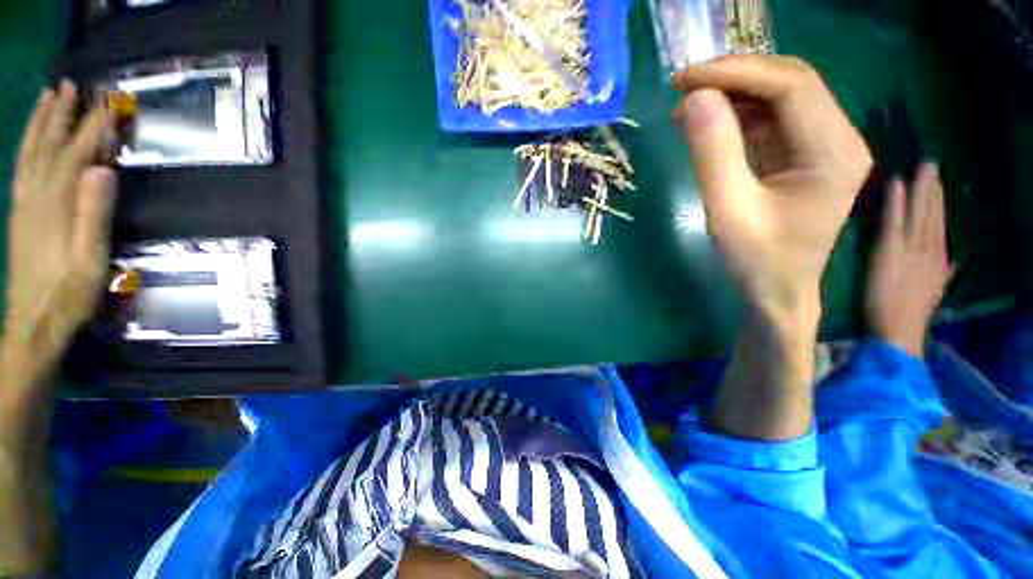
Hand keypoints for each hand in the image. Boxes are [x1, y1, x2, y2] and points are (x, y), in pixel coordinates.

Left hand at [3, 81, 116, 379]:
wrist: (33, 323)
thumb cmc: (69, 294)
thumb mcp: (90, 259)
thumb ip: (95, 214)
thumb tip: (103, 170)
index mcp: (56, 205)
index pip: (78, 155)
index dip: (93, 128)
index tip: (109, 104)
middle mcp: (35, 196)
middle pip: (48, 146)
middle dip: (59, 115)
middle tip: (69, 85)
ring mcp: (23, 205)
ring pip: (30, 153)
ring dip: (39, 123)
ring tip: (47, 97)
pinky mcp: (19, 215)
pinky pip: (21, 170)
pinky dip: (27, 146)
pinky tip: (31, 139)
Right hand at [672, 56, 872, 318]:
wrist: (777, 292)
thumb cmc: (756, 261)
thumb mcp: (728, 210)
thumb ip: (712, 153)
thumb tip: (693, 99)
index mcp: (834, 152)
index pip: (791, 87)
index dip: (737, 74)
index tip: (686, 79)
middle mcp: (838, 139)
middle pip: (790, 83)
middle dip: (734, 78)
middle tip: (683, 88)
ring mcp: (822, 146)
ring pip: (778, 99)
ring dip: (731, 97)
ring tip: (685, 108)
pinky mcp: (801, 156)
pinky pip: (769, 122)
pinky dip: (735, 117)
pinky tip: (705, 125)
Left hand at [866, 163, 954, 356]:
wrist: (897, 333)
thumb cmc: (910, 316)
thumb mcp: (934, 293)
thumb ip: (944, 276)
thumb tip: (956, 263)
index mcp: (938, 261)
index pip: (939, 226)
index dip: (938, 204)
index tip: (938, 184)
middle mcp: (929, 250)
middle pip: (932, 214)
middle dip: (932, 188)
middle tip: (931, 164)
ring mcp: (910, 249)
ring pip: (918, 212)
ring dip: (920, 188)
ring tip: (921, 167)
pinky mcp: (889, 252)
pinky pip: (894, 221)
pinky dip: (896, 202)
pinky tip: (896, 183)